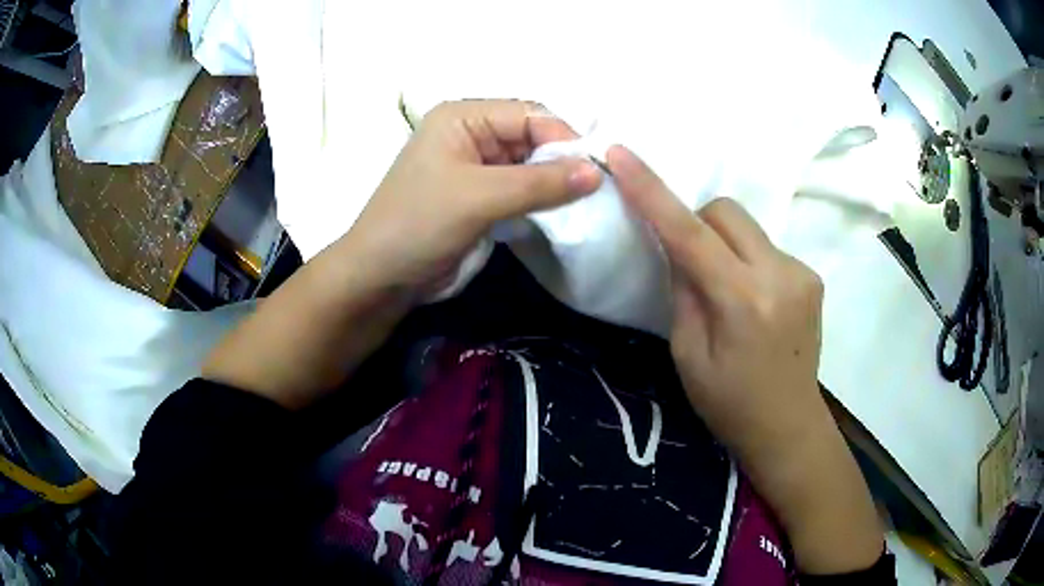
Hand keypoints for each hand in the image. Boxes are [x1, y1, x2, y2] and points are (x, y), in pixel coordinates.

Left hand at [341, 100, 602, 299]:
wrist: (382, 278)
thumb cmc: (419, 224)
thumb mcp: (479, 198)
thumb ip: (539, 183)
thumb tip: (598, 173)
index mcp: (464, 117)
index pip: (529, 115)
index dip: (564, 138)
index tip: (598, 170)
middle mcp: (473, 134)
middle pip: (533, 137)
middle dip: (563, 161)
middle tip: (598, 189)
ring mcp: (479, 167)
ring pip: (532, 165)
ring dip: (557, 183)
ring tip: (588, 203)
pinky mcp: (484, 197)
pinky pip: (524, 190)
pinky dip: (545, 200)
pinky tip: (566, 213)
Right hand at [607, 145, 823, 469]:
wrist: (789, 426)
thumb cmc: (729, 404)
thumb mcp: (687, 356)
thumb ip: (683, 291)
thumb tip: (680, 249)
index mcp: (742, 302)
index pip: (689, 232)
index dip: (651, 190)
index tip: (622, 154)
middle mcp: (779, 275)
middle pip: (725, 211)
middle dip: (698, 223)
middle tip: (690, 264)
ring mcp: (802, 272)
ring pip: (747, 226)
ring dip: (724, 244)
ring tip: (727, 291)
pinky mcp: (812, 276)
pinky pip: (766, 247)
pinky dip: (747, 260)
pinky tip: (753, 301)